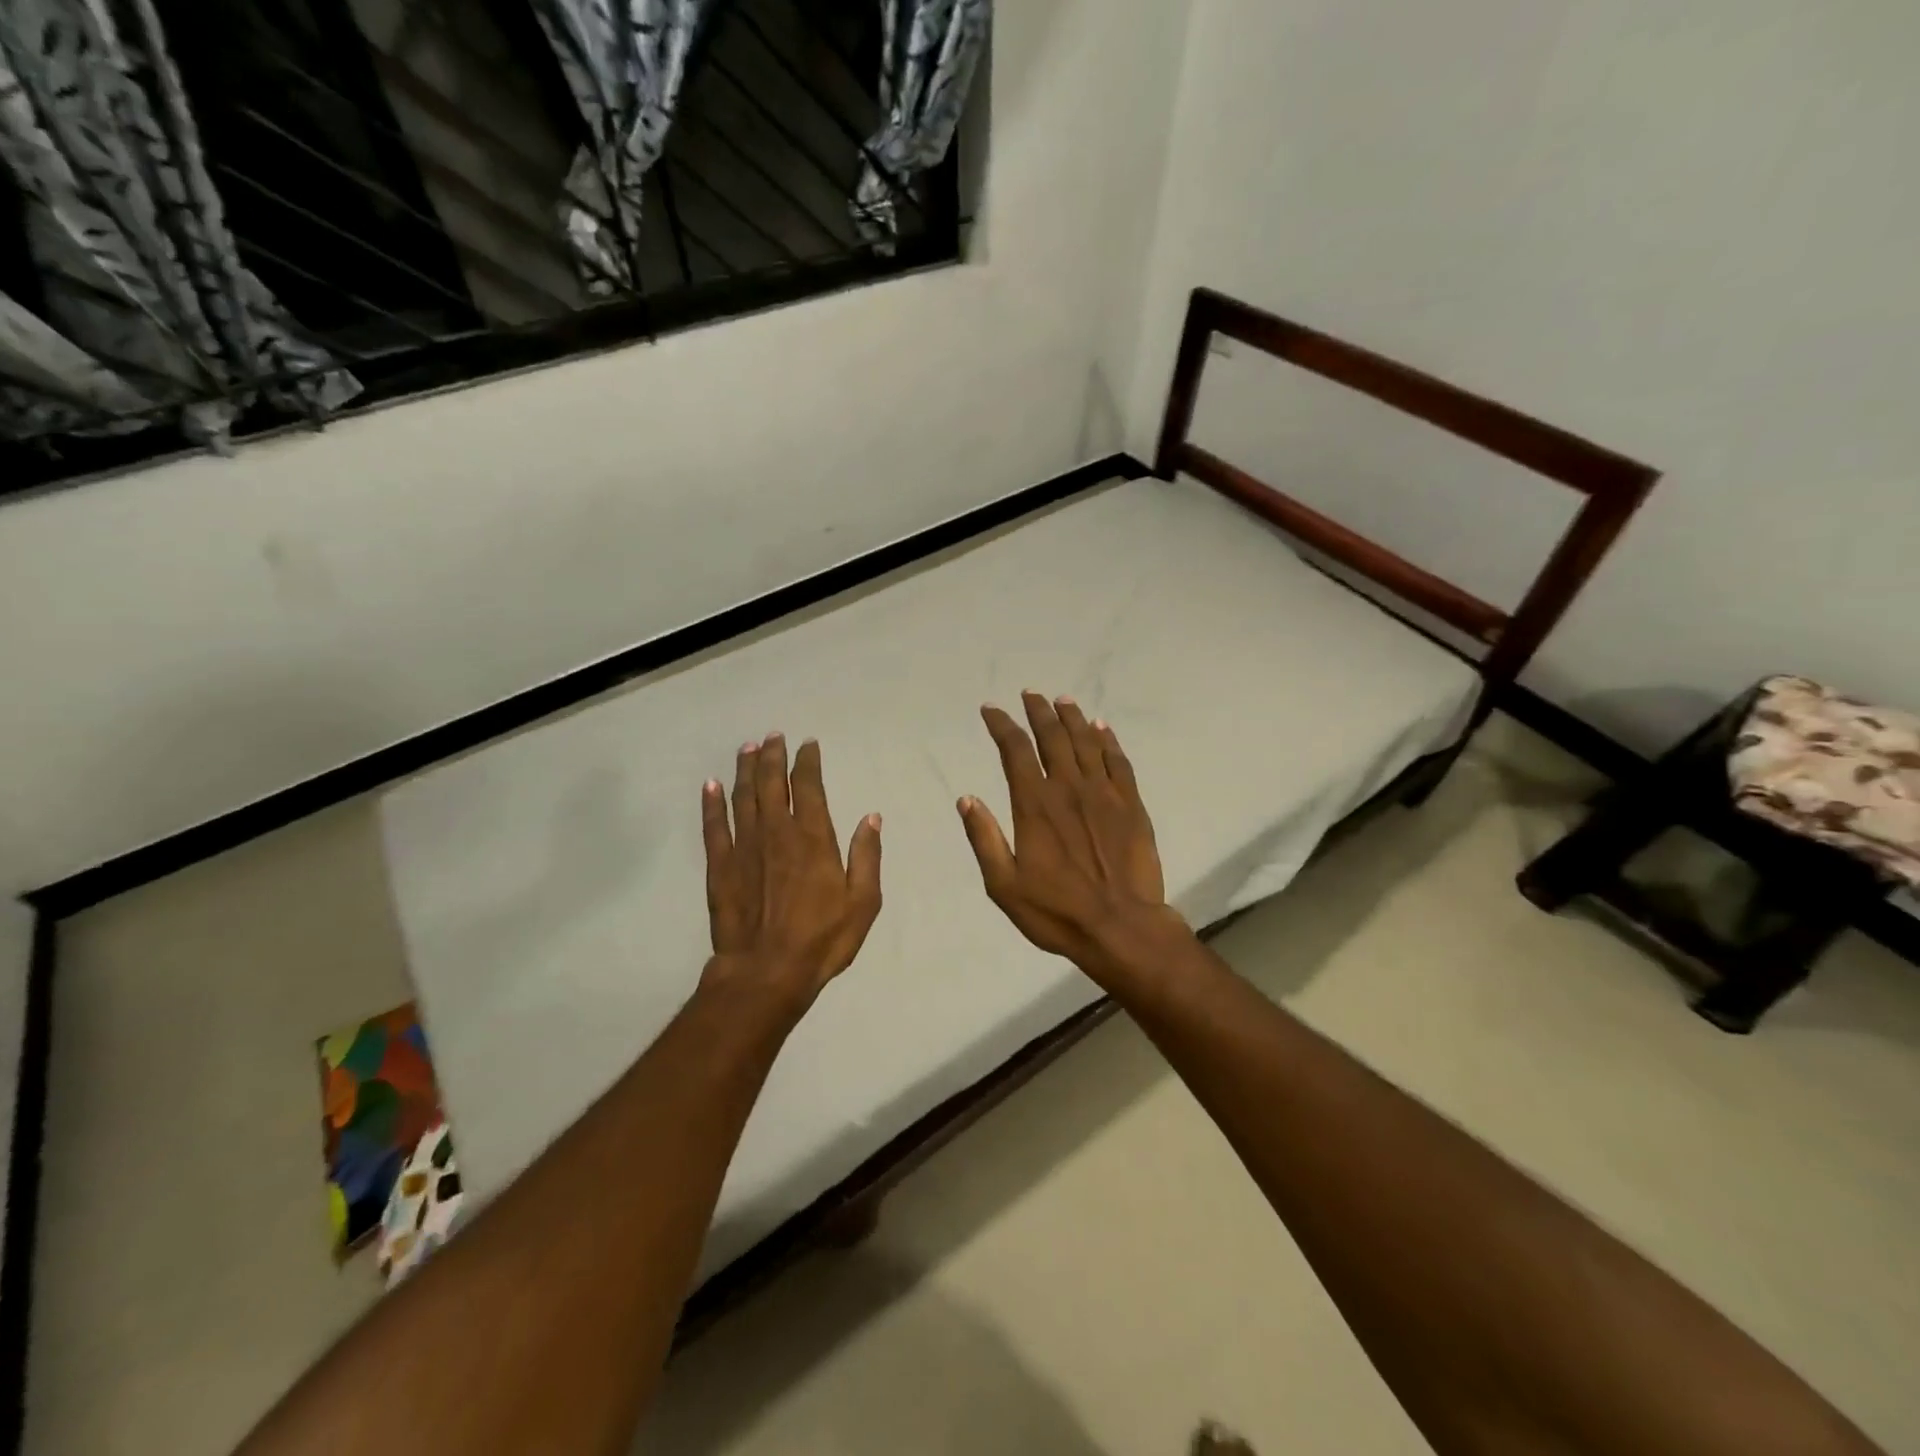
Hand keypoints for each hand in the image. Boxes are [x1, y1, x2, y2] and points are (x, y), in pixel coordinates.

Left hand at [701, 734, 882, 1009]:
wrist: (766, 972)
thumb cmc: (822, 939)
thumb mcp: (863, 902)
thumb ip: (866, 856)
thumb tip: (871, 817)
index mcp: (813, 837)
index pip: (809, 786)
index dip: (808, 761)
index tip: (808, 745)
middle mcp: (777, 831)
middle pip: (771, 782)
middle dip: (773, 755)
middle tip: (773, 736)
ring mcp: (744, 846)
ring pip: (742, 796)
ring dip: (745, 769)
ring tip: (747, 748)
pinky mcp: (720, 866)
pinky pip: (714, 825)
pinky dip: (711, 802)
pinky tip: (710, 785)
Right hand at [958, 693, 1186, 982]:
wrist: (1121, 927)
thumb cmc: (1057, 911)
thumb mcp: (1004, 885)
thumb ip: (985, 839)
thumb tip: (966, 798)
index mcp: (1035, 806)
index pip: (1014, 751)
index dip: (1002, 726)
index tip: (991, 709)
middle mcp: (1068, 788)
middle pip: (1052, 737)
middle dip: (1038, 712)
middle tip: (1030, 694)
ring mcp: (1104, 794)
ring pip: (1086, 742)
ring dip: (1072, 717)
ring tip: (1062, 700)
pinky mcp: (1131, 805)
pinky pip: (1118, 761)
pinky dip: (1108, 740)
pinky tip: (1102, 727)